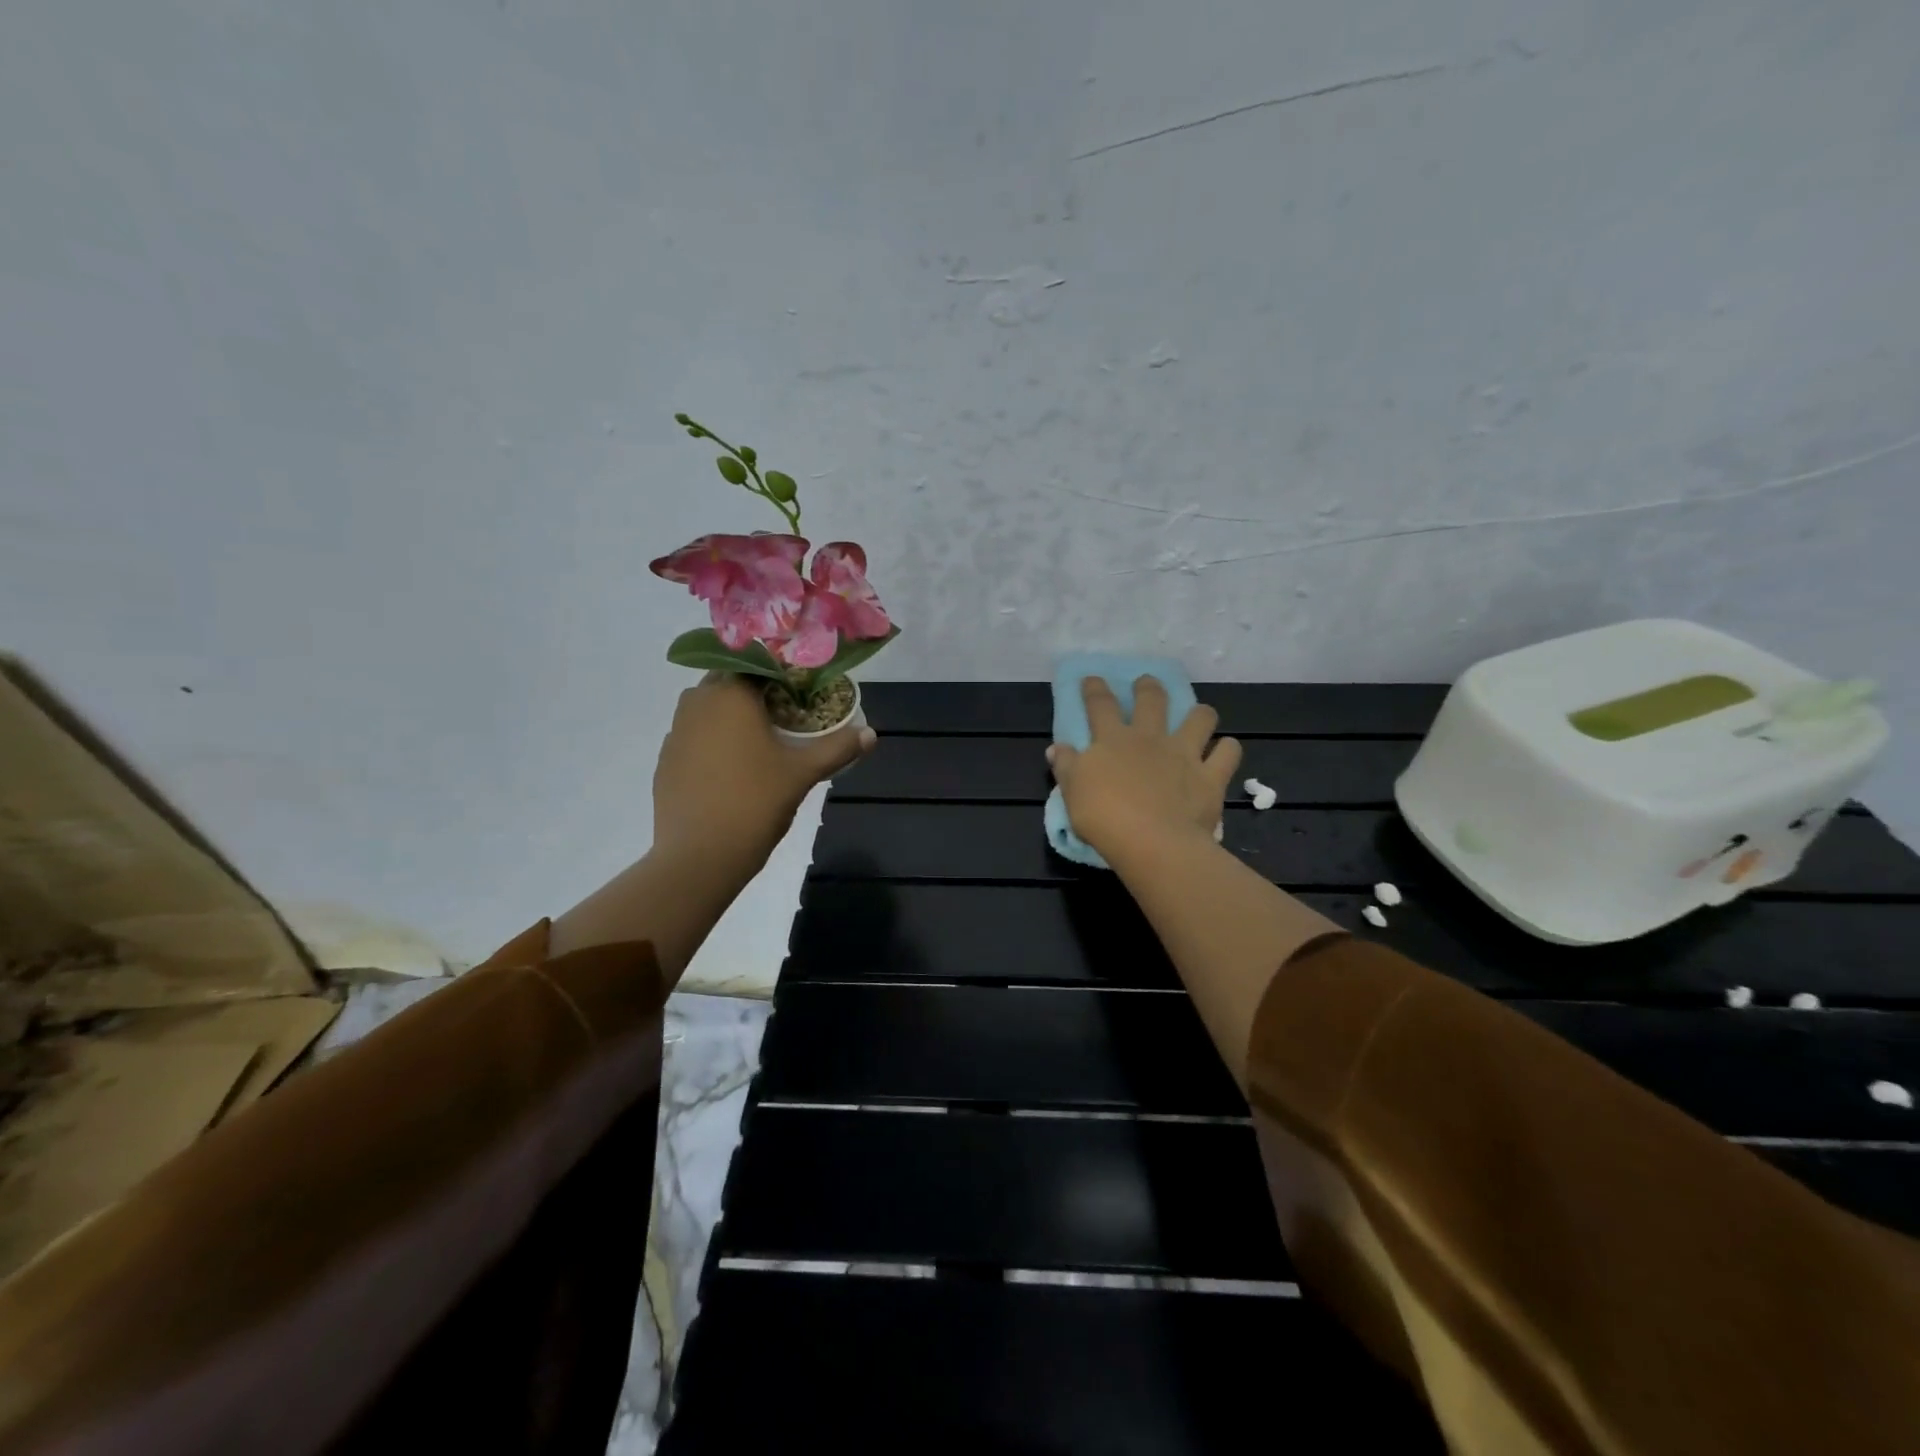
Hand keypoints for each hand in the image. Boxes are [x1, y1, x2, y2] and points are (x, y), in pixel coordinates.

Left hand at [654, 674, 875, 865]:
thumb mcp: (803, 773)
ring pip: (706, 707)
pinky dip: (711, 740)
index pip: (756, 664)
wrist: (700, 855)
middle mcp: (697, 703)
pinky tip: (730, 768)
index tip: (800, 691)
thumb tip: (872, 735)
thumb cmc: (756, 802)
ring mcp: (676, 732)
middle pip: (728, 682)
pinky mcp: (665, 760)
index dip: (780, 674)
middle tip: (782, 715)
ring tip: (758, 741)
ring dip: (729, 714)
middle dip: (754, 692)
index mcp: (731, 695)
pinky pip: (692, 736)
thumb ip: (837, 748)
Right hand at [1048, 676, 1241, 861]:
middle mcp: (1150, 738)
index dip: (1094, 689)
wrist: (1152, 842)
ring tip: (1198, 716)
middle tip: (1146, 684)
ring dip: (1199, 713)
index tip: (1092, 679)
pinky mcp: (1211, 776)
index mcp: (1112, 740)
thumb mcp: (1072, 793)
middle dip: (1148, 687)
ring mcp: (1184, 754)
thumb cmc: (1104, 817)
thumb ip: (1066, 767)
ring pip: (1200, 718)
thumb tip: (1057, 748)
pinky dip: (1227, 749)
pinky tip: (1223, 752)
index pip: (1100, 705)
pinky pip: (1228, 753)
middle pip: (1152, 700)